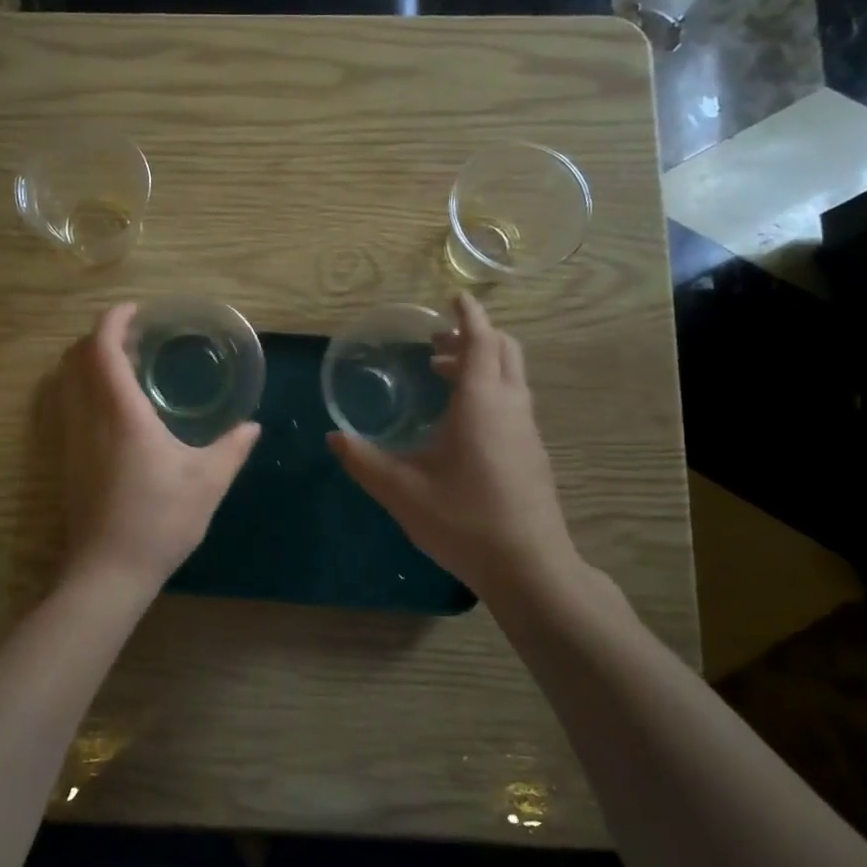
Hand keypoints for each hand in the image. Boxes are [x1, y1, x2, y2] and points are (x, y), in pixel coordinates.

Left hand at [52, 303, 260, 592]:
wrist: (109, 571)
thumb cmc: (160, 520)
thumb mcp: (207, 482)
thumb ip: (232, 449)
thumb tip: (252, 426)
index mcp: (121, 413)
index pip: (101, 347)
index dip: (113, 320)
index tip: (136, 310)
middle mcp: (88, 417)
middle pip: (75, 357)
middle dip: (100, 336)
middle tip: (136, 336)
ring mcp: (72, 439)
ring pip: (66, 381)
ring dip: (89, 362)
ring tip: (126, 366)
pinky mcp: (67, 460)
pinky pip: (68, 405)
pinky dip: (85, 387)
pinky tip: (115, 408)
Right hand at [329, 294, 580, 600]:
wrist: (529, 567)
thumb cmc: (463, 521)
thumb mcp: (402, 491)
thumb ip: (364, 461)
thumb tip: (334, 438)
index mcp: (481, 403)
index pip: (481, 341)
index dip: (469, 316)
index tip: (454, 298)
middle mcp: (510, 406)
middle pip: (503, 351)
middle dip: (474, 336)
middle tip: (437, 342)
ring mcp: (527, 430)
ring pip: (511, 376)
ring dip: (481, 363)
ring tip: (442, 374)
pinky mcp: (532, 452)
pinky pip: (513, 400)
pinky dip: (490, 388)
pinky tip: (462, 420)